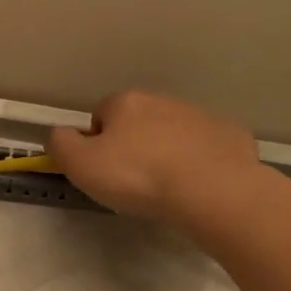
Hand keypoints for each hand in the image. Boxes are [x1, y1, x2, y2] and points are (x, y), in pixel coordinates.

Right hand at [48, 91, 263, 225]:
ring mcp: (200, 116)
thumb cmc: (138, 177)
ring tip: (167, 189)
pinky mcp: (230, 135)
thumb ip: (60, 145)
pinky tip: (198, 187)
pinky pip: (206, 148)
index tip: (103, 172)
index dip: (96, 145)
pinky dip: (200, 162)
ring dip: (166, 153)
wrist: (212, 190)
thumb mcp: (81, 165)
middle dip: (133, 146)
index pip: (99, 116)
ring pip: (173, 133)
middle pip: (138, 122)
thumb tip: (60, 134)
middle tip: (133, 183)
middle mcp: (163, 100)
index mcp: (125, 103)